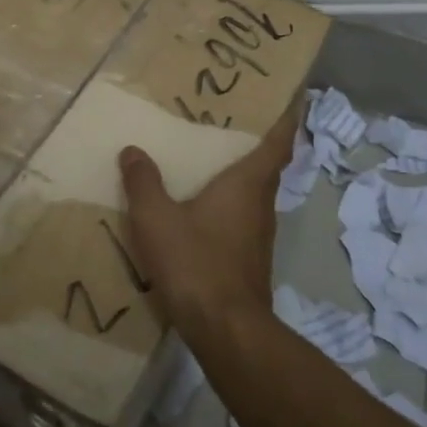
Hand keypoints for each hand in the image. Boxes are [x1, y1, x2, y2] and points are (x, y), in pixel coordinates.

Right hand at [116, 99, 301, 339]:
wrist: (226, 330)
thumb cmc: (196, 263)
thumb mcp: (157, 219)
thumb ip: (144, 183)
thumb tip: (133, 151)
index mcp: (248, 183)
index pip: (278, 142)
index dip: (288, 117)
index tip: (293, 97)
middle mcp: (262, 204)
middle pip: (268, 165)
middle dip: (258, 142)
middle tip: (235, 120)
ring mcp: (260, 234)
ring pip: (256, 193)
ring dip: (243, 174)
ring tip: (215, 158)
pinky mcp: (251, 259)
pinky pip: (244, 217)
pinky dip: (232, 203)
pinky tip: (205, 209)